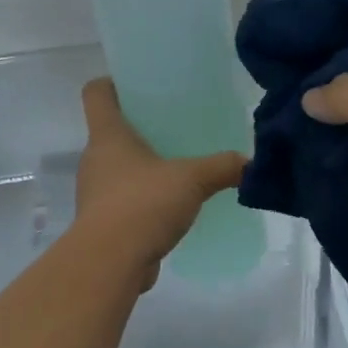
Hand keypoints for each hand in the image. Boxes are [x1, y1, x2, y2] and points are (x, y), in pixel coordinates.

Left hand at [74, 78, 245, 287]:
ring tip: (178, 168)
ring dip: (143, 167)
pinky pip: (124, 201)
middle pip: (111, 130)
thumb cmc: (142, 204)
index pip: (96, 93)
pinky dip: (144, 200)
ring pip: (119, 168)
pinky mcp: (104, 223)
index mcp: (108, 135)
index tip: (139, 85)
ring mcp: (96, 192)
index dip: (113, 83)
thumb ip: (222, 167)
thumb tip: (251, 163)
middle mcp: (95, 159)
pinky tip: (172, 207)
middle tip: (174, 127)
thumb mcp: (191, 179)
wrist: (109, 264)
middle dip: (140, 127)